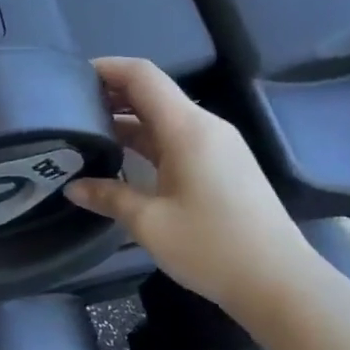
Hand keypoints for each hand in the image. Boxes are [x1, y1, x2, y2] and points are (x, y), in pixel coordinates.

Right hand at [65, 58, 311, 311]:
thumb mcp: (149, 223)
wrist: (278, 281)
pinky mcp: (224, 166)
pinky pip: (179, 139)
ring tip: (88, 133)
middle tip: (70, 110)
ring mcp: (218, 146)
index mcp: (186, 128)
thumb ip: (109, 197)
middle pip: (153, 93)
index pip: (142, 76)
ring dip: (129, 121)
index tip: (71, 77)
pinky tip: (124, 160)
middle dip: (112, 95)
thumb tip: (73, 188)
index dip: (107, 68)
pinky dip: (148, 141)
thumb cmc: (211, 246)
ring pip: (165, 119)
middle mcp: (205, 126)